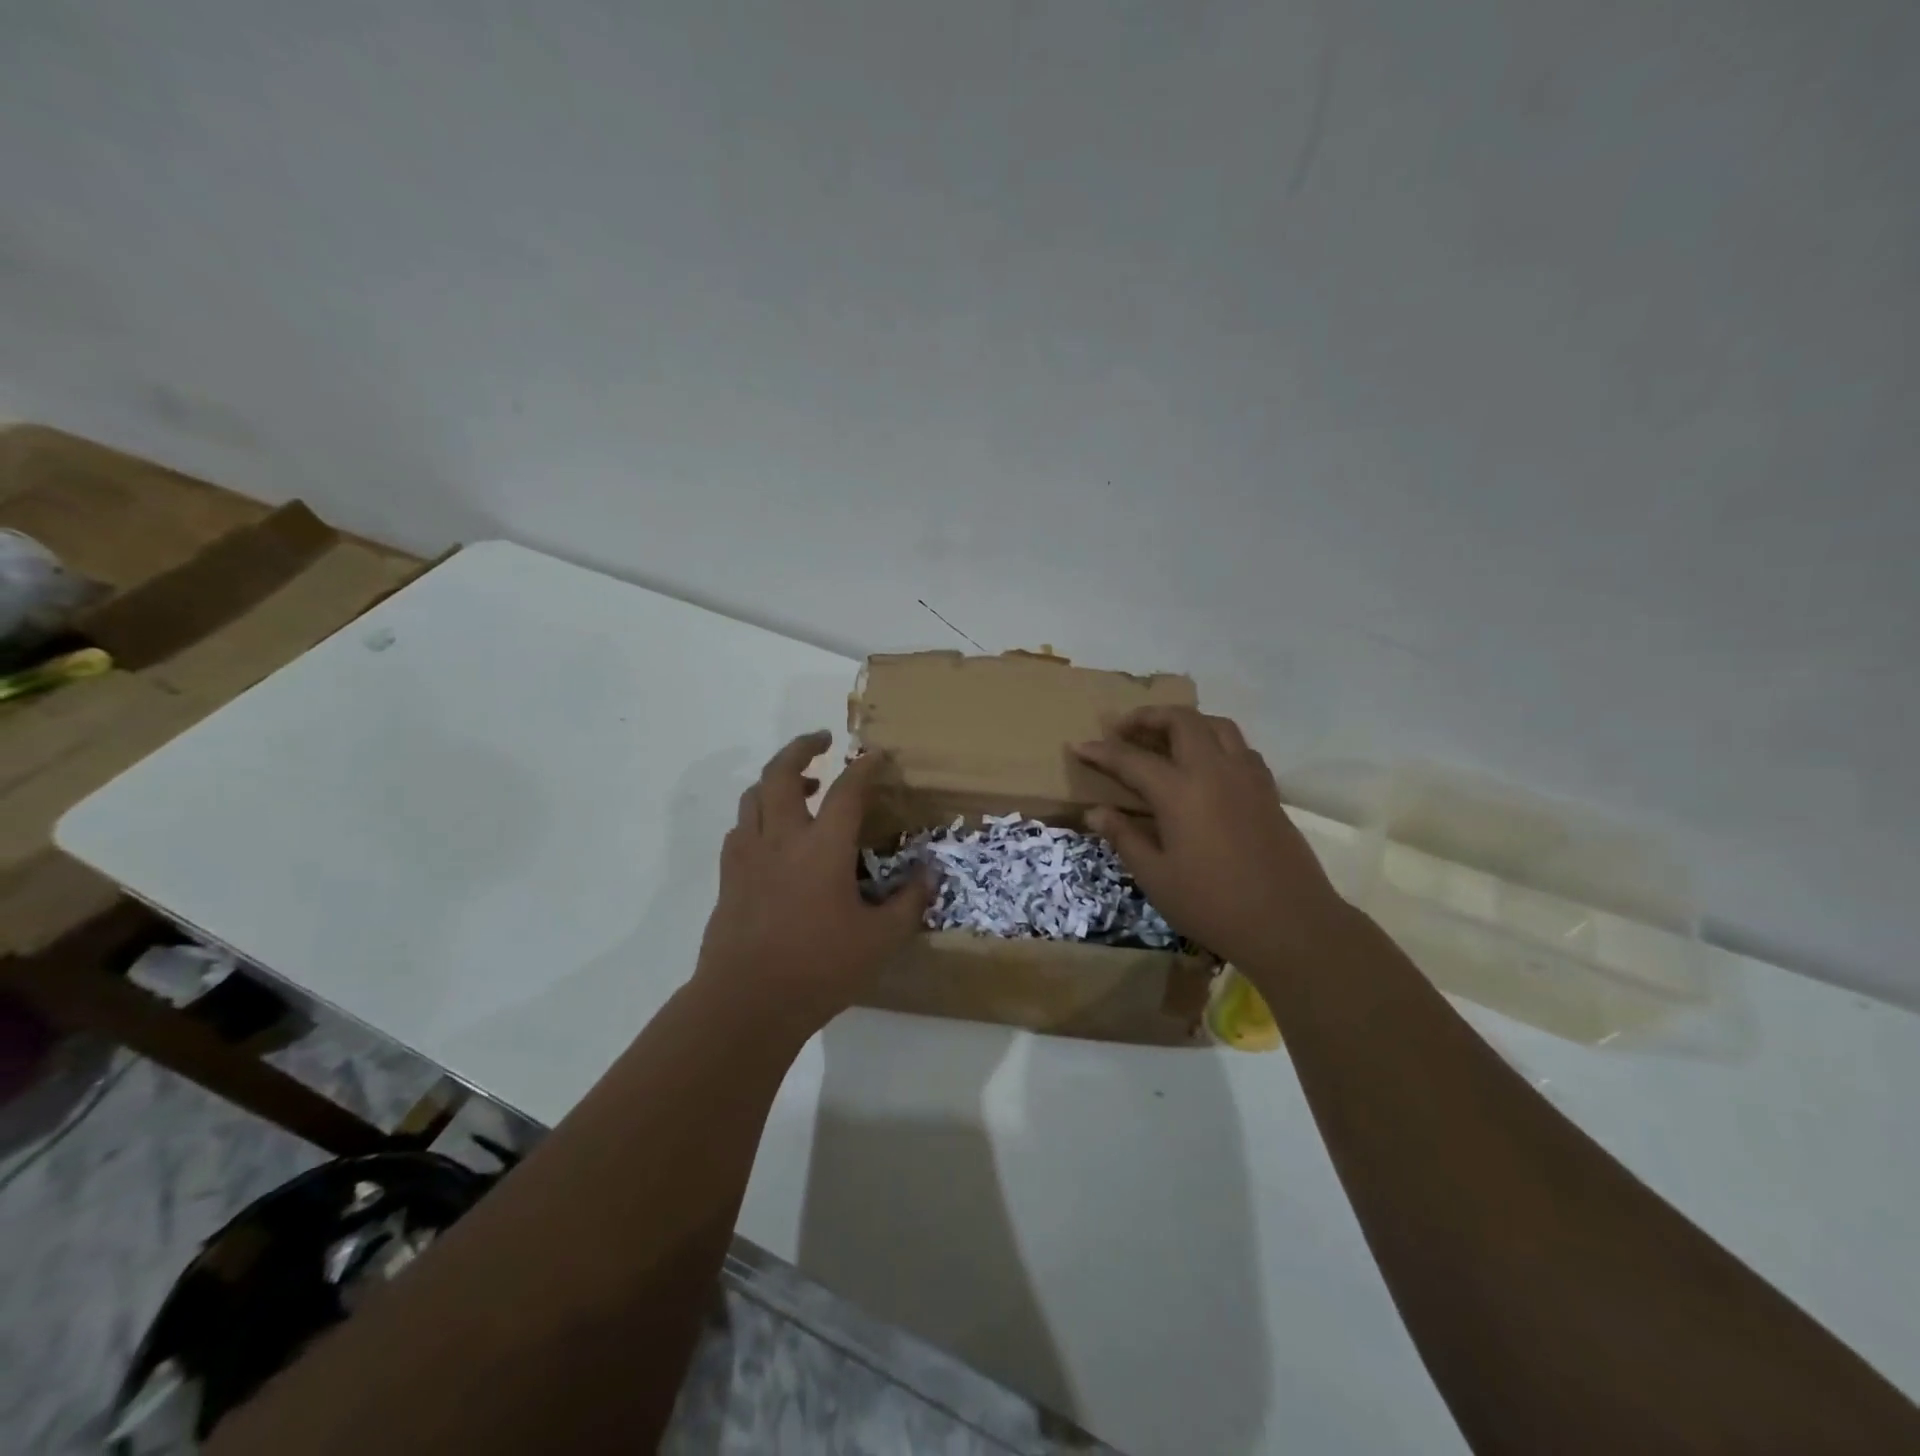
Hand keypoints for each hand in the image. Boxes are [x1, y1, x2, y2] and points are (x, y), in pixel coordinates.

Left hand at [694, 731, 934, 1035]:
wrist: (746, 1002)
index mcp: (823, 847)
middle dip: (801, 748)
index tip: (877, 756)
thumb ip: (908, 903)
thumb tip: (929, 874)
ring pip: (754, 796)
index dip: (865, 767)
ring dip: (776, 780)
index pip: (847, 790)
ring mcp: (748, 856)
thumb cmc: (819, 968)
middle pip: (781, 773)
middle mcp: (782, 838)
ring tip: (801, 786)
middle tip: (821, 740)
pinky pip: (740, 829)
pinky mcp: (729, 877)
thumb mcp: (879, 940)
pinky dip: (757, 816)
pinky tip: (771, 835)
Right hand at [1072, 707, 1346, 968]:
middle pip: (1181, 721)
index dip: (1102, 752)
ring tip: (1165, 738)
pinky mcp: (1268, 790)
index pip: (1131, 759)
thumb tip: (1095, 811)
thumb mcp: (1155, 877)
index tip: (1078, 746)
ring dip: (1186, 722)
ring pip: (1217, 725)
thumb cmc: (1213, 904)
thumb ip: (1124, 837)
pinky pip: (1239, 747)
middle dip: (1148, 717)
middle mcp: (1214, 770)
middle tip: (1123, 730)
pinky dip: (1216, 741)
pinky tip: (1206, 765)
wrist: (1289, 923)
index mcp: (1180, 791)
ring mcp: (1247, 777)